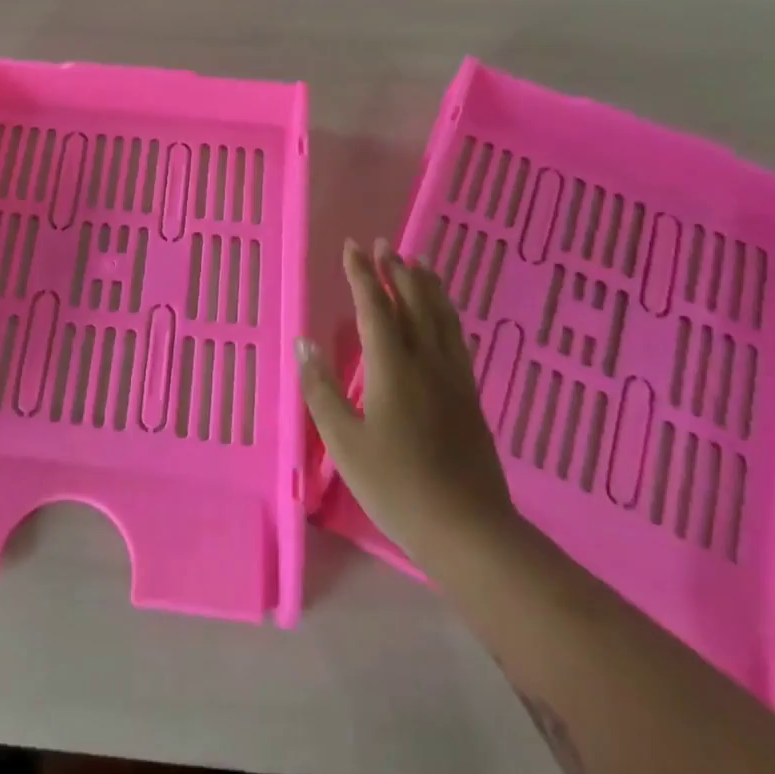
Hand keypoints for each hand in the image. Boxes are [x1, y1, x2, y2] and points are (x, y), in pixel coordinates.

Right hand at [298, 239, 516, 569]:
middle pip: (413, 303)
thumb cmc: (396, 485)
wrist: (468, 529)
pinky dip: (447, 314)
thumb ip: (321, 389)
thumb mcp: (344, 442)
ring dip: (427, 285)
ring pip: (441, 317)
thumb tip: (304, 342)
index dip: (362, 275)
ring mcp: (454, 378)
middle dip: (397, 270)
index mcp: (392, 367)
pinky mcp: (470, 397)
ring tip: (419, 262)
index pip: (375, 307)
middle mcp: (426, 361)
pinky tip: (444, 316)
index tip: (353, 247)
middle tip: (385, 244)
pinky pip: (457, 338)